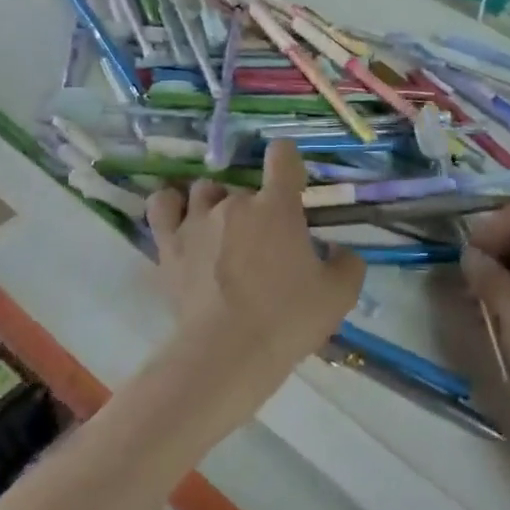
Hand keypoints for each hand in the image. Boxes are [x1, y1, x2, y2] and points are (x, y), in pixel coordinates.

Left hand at [145, 139, 364, 412]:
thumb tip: (337, 250)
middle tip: (265, 245)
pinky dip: (170, 205)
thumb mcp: (339, 296)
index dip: (289, 162)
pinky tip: (180, 219)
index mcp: (277, 206)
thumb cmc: (287, 319)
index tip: (293, 186)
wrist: (227, 353)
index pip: (283, 155)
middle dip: (257, 209)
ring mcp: (196, 220)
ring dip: (215, 203)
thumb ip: (347, 263)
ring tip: (222, 231)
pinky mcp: (168, 245)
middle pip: (245, 187)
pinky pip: (162, 205)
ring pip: (204, 190)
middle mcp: (234, 202)